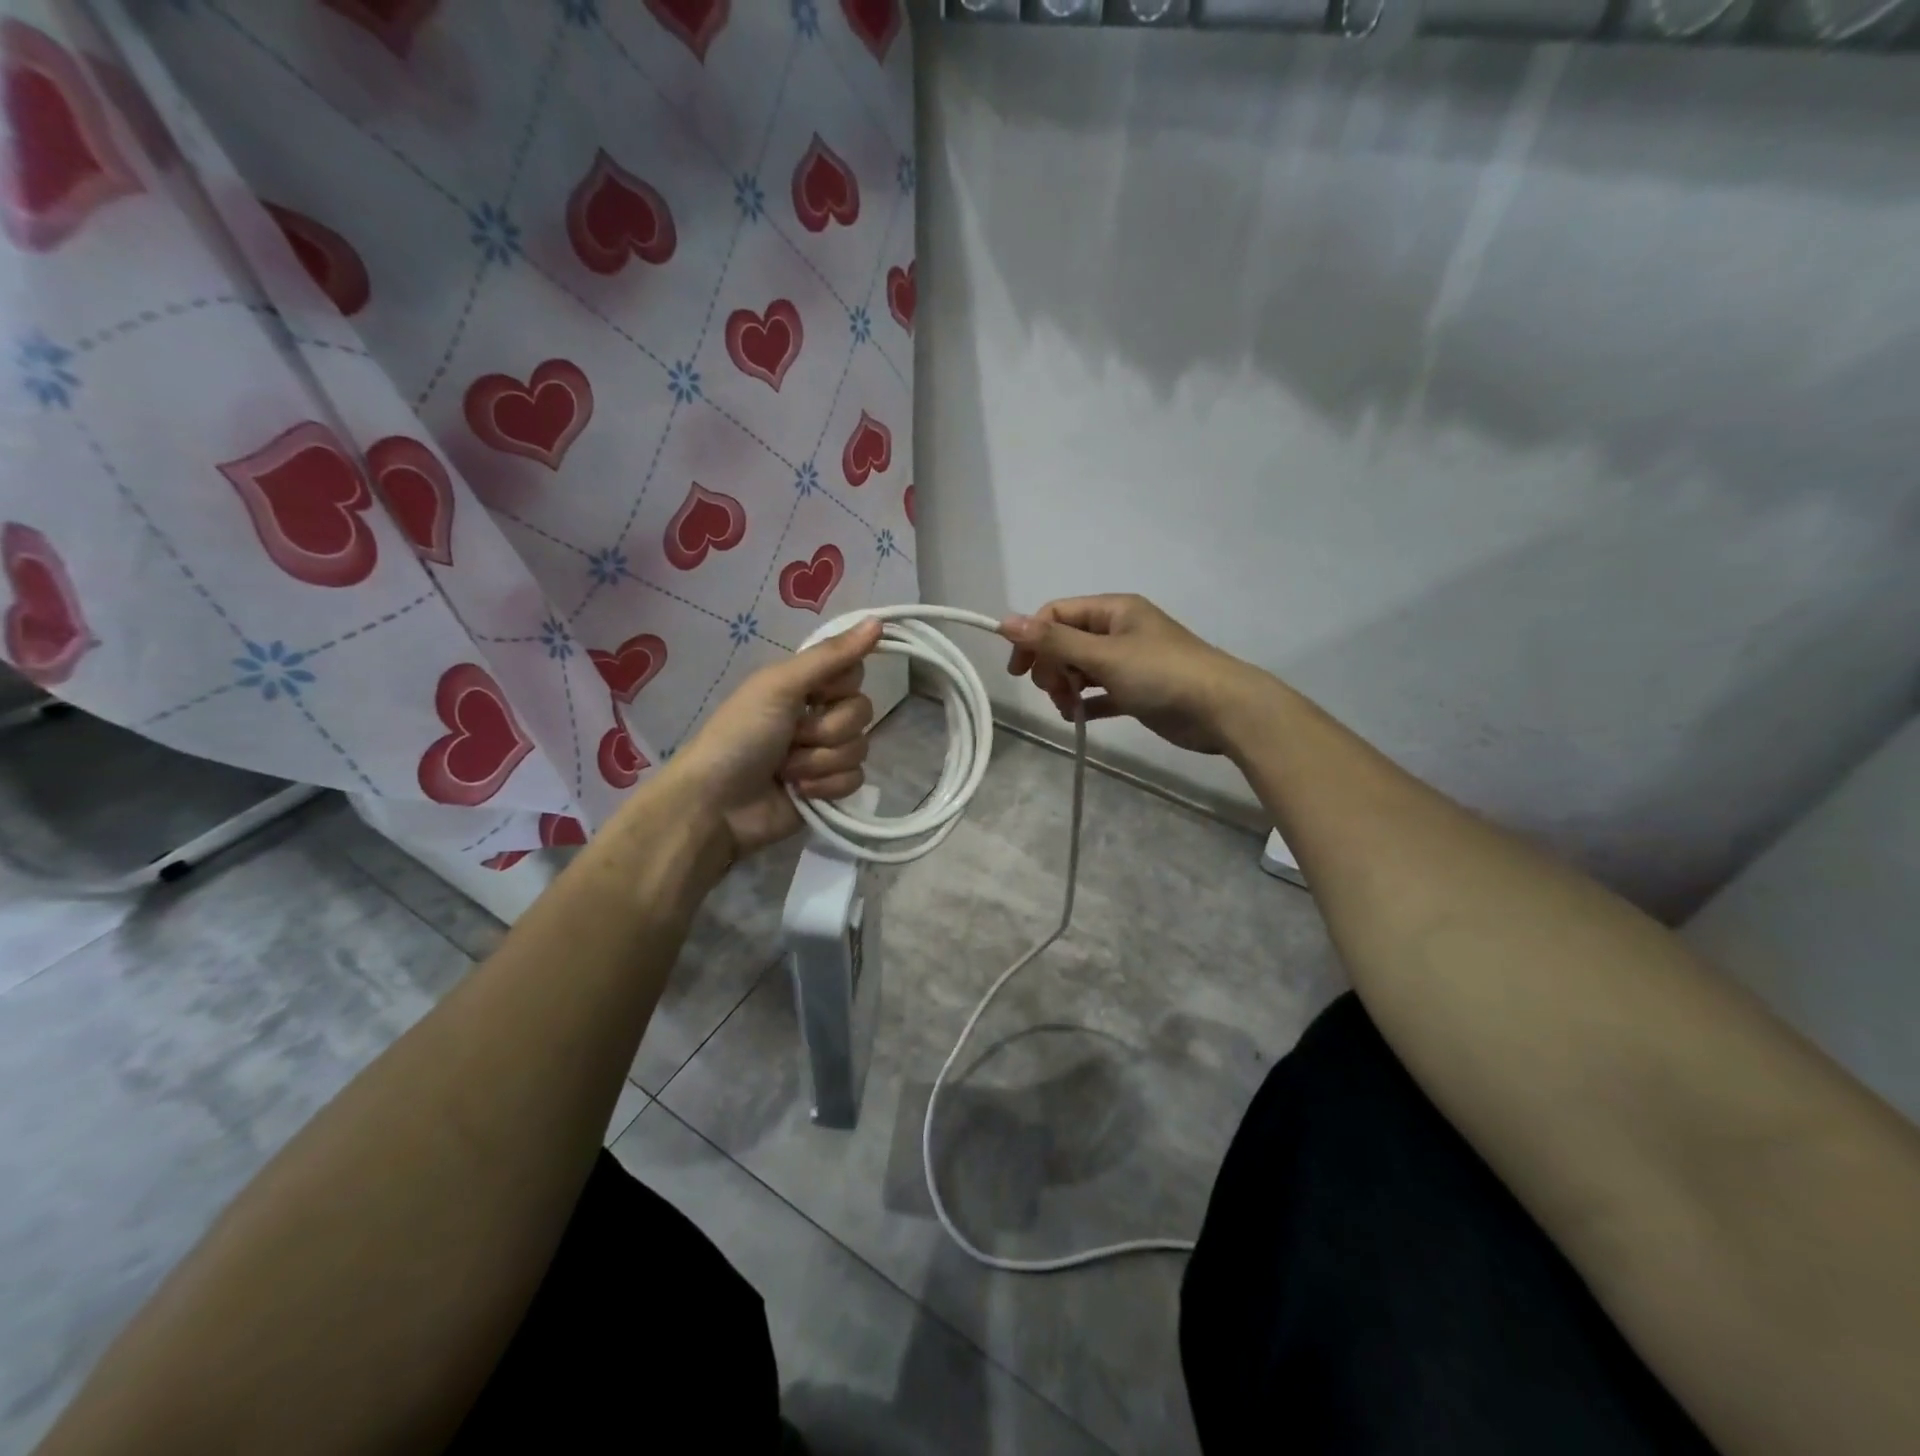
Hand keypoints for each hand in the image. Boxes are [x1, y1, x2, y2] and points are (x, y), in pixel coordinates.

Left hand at [657, 617, 882, 856]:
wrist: (717, 804)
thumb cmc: (740, 735)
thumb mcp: (780, 685)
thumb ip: (830, 656)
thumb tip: (878, 620)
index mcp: (804, 686)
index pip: (854, 673)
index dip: (839, 686)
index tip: (815, 694)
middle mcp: (818, 715)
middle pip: (861, 712)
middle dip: (825, 730)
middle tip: (791, 737)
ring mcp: (825, 754)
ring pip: (860, 748)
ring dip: (819, 761)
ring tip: (786, 770)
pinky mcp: (830, 789)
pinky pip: (856, 780)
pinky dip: (826, 787)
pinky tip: (799, 792)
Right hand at [1000, 595, 1260, 755]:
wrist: (1221, 709)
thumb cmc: (1161, 674)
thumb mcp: (1103, 655)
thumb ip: (1054, 640)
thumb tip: (1005, 621)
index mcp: (1113, 610)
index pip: (1057, 614)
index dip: (1033, 638)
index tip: (1019, 671)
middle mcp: (1120, 630)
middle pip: (1067, 642)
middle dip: (1052, 667)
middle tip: (1054, 691)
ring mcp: (1130, 661)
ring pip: (1082, 668)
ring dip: (1066, 687)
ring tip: (1068, 709)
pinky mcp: (1138, 690)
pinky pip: (1100, 692)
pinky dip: (1086, 703)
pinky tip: (1078, 718)